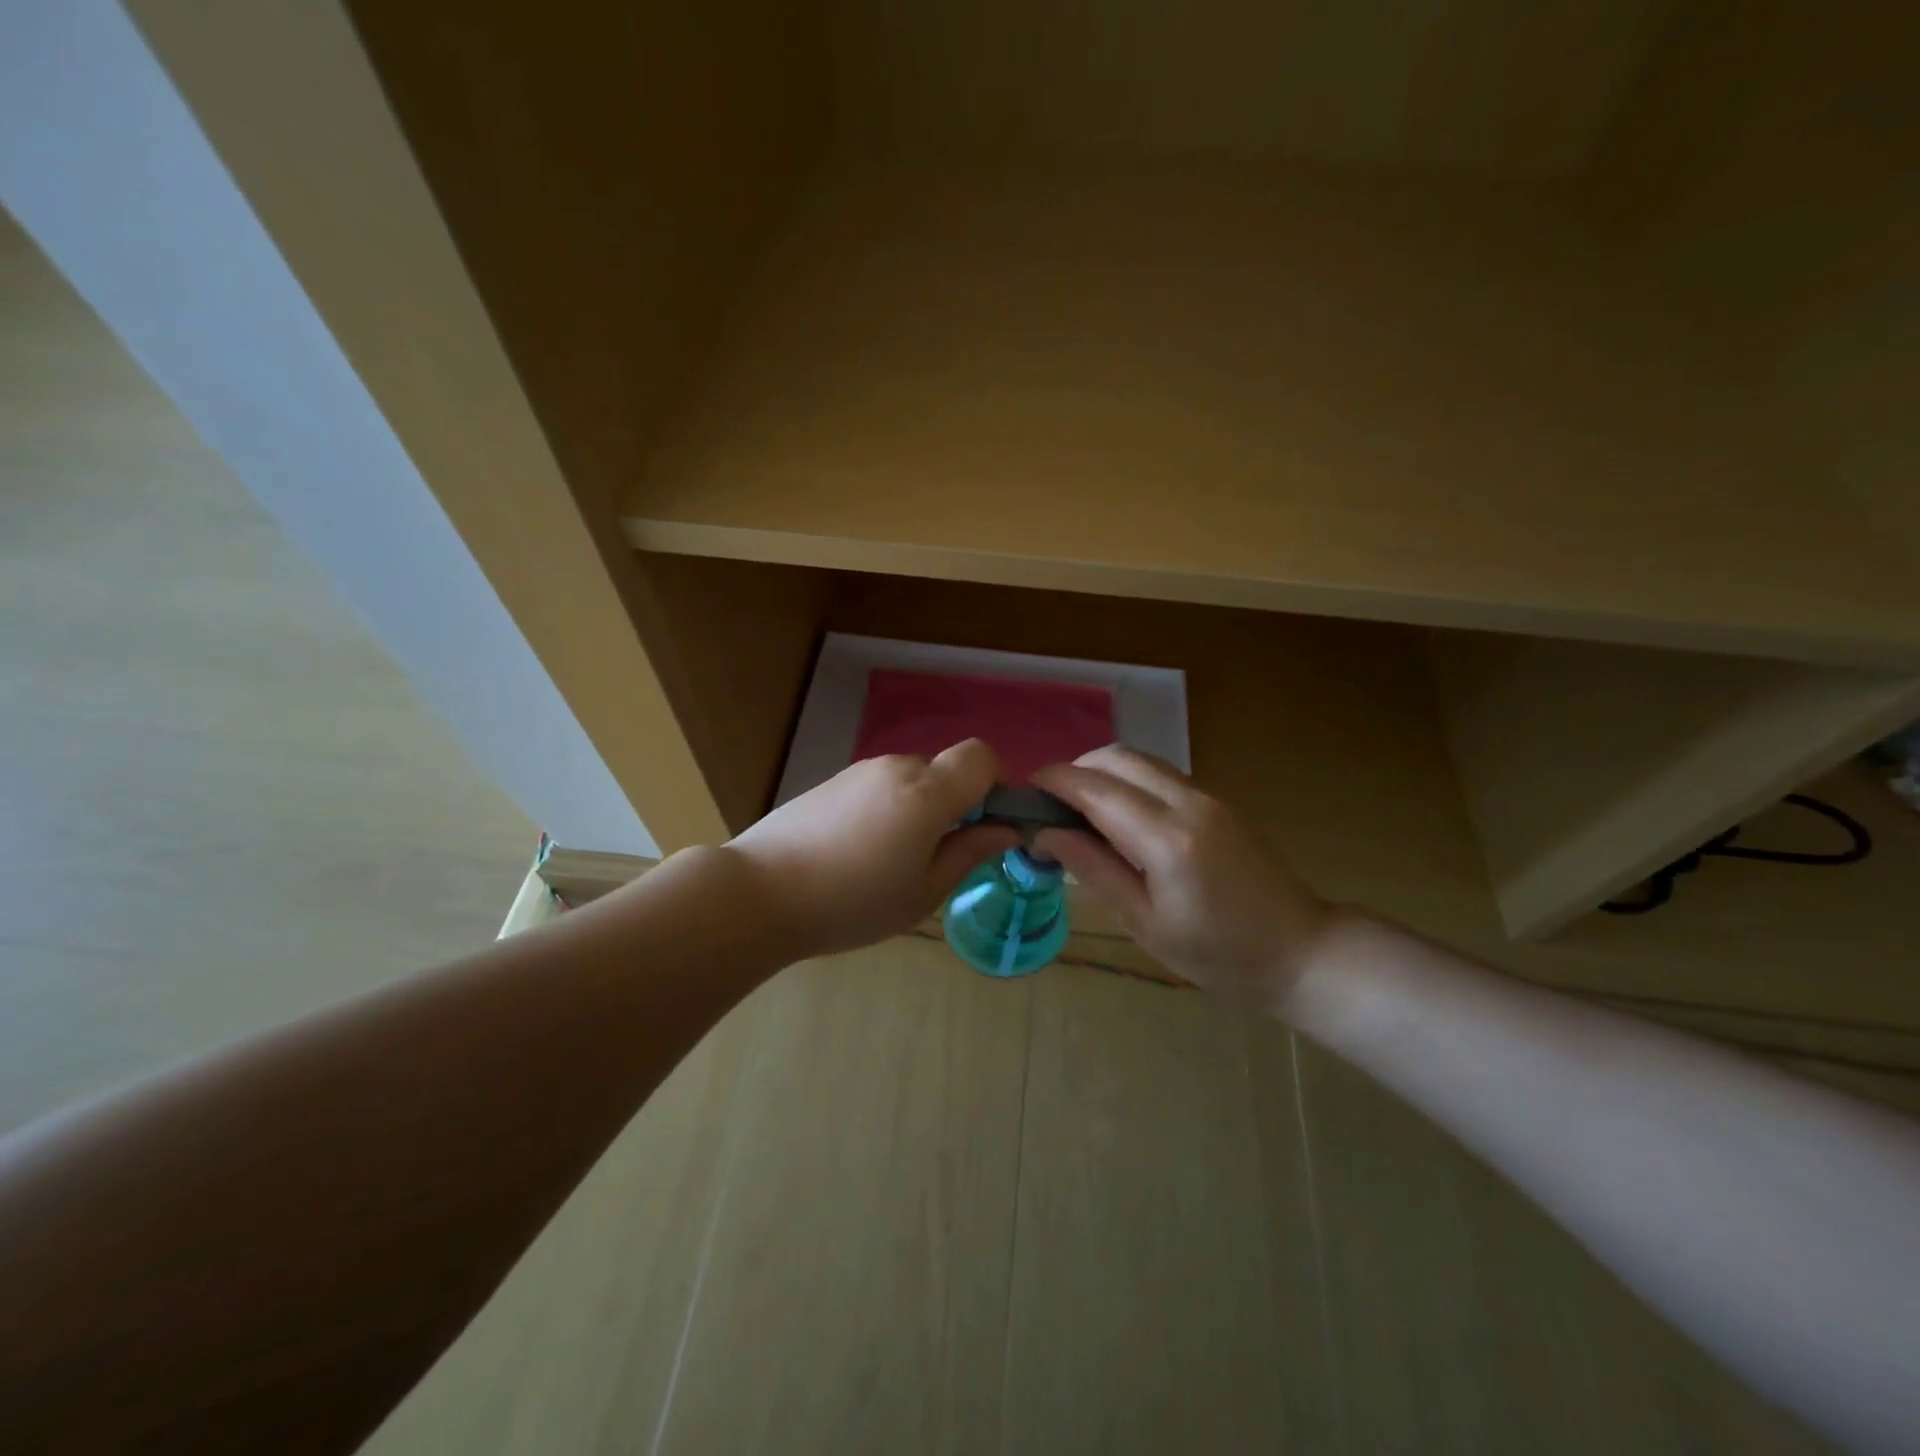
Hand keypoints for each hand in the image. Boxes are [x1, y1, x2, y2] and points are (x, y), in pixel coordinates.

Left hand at [725, 740, 1022, 959]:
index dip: (997, 783)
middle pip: (946, 770)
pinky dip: (888, 810)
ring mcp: (861, 771)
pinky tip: (859, 852)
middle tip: (937, 857)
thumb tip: (1007, 829)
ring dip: (919, 809)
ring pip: (912, 780)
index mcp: (926, 793)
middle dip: (955, 805)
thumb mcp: (923, 892)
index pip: (982, 756)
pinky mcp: (833, 781)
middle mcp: (897, 768)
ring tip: (891, 862)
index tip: (988, 824)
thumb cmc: (851, 903)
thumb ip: (970, 852)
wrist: (759, 893)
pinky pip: (880, 786)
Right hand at [1031, 746, 1332, 1009]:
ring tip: (1079, 814)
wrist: (1300, 952)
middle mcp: (1188, 802)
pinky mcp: (1217, 801)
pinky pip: (1159, 774)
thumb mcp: (1145, 923)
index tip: (1023, 795)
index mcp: (1167, 838)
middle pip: (1116, 757)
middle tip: (1050, 808)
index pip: (1095, 787)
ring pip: (1139, 760)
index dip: (1053, 782)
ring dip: (1101, 774)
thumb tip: (1045, 834)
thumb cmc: (1218, 955)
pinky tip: (1118, 820)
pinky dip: (1127, 782)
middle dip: (1074, 771)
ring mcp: (1207, 796)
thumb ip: (1094, 869)